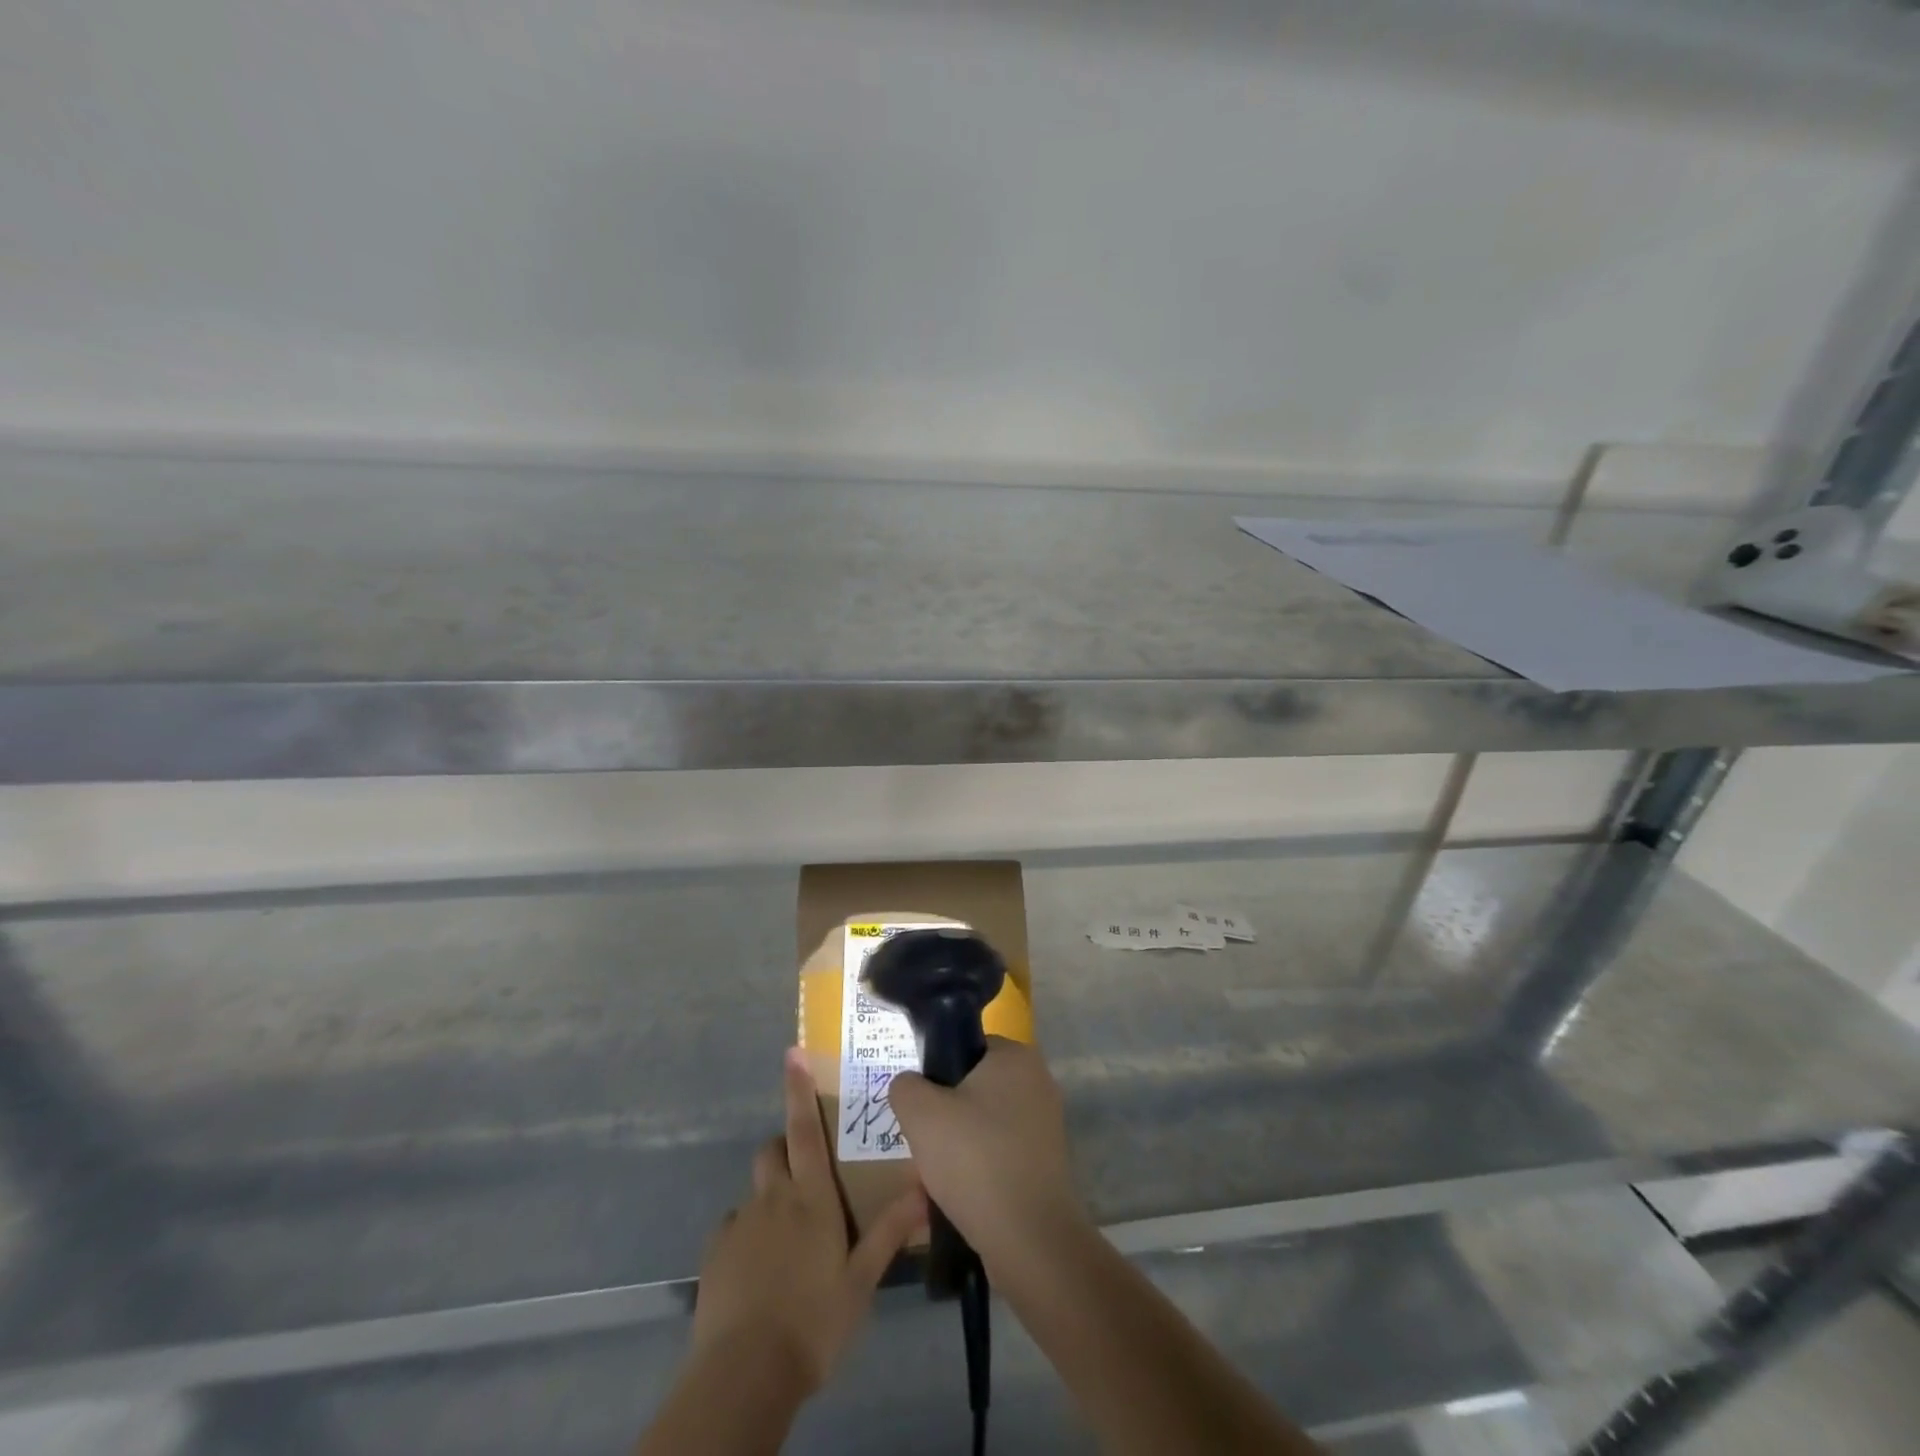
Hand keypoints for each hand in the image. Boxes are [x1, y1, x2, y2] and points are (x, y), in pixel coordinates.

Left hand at [691, 1049, 924, 1395]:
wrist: (745, 1373)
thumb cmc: (814, 1320)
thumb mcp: (860, 1280)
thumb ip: (889, 1231)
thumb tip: (923, 1188)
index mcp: (810, 1197)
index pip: (805, 1129)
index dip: (798, 1090)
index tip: (791, 1054)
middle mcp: (773, 1198)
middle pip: (772, 1151)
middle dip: (784, 1149)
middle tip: (804, 1177)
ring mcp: (740, 1225)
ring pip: (754, 1193)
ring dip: (768, 1201)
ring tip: (783, 1242)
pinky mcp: (715, 1255)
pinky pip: (733, 1230)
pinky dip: (746, 1237)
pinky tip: (757, 1273)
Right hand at [886, 1038, 1089, 1270]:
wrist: (1030, 1241)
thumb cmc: (975, 1160)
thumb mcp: (920, 1113)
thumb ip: (905, 1086)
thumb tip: (910, 1086)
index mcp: (1016, 1056)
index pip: (965, 1049)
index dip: (936, 1075)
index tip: (920, 1107)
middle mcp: (1037, 1083)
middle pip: (972, 1091)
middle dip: (943, 1120)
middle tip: (923, 1147)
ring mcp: (1045, 1127)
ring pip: (982, 1128)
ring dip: (955, 1151)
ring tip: (932, 1181)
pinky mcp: (1046, 1166)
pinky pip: (998, 1158)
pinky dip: (976, 1175)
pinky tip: (953, 1202)